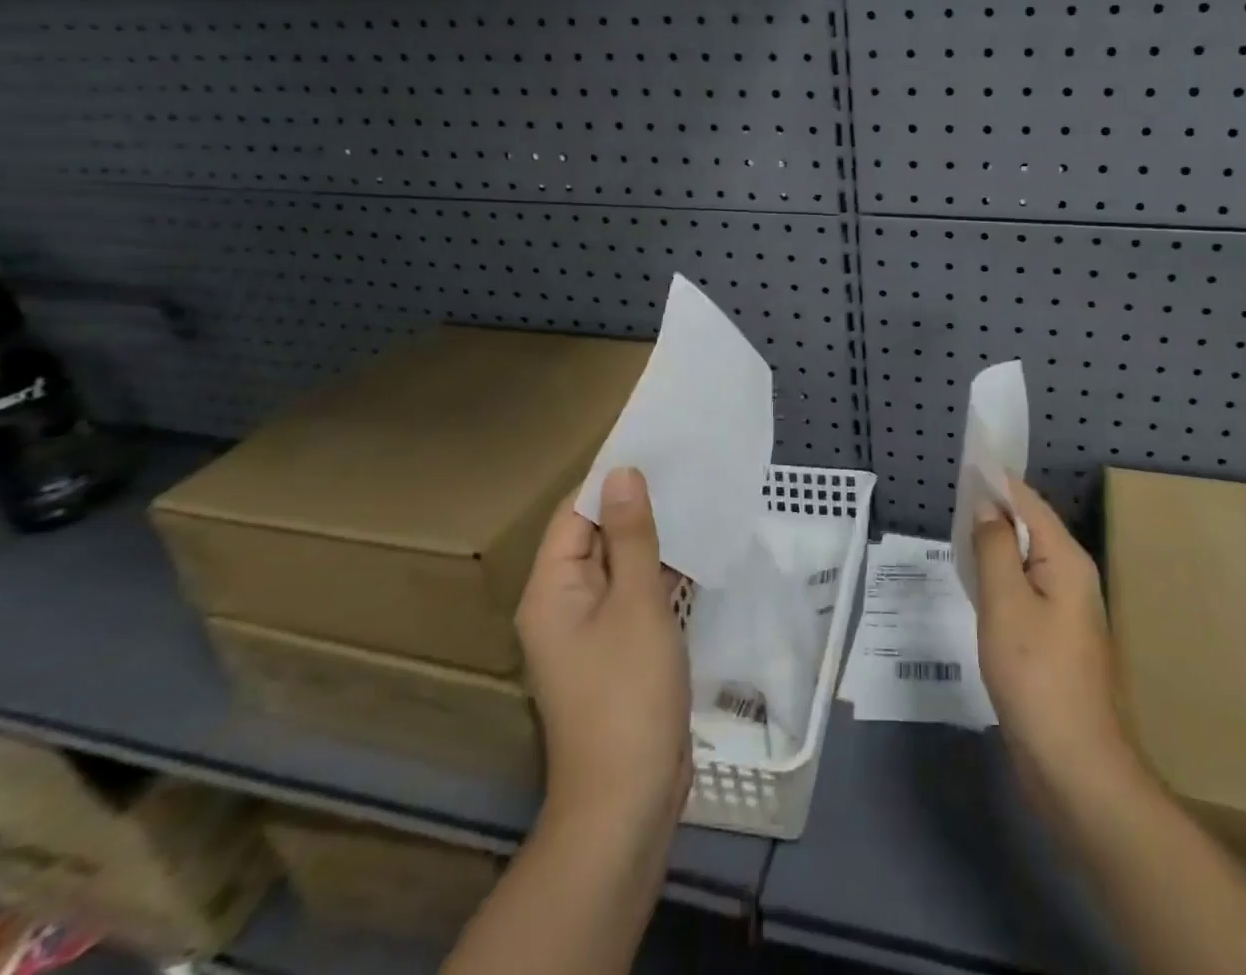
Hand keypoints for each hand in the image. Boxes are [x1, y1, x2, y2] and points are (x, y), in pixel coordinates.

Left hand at [517, 468, 691, 837]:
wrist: (628, 796)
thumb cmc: (628, 691)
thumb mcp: (636, 602)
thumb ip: (632, 535)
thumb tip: (622, 473)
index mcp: (550, 588)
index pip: (575, 514)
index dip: (610, 481)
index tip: (653, 448)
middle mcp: (563, 602)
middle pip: (596, 536)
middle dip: (636, 506)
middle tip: (684, 468)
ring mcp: (591, 629)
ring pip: (619, 565)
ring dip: (651, 538)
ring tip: (695, 498)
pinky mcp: (618, 649)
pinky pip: (634, 594)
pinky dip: (659, 572)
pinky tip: (695, 551)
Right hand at [973, 479, 1133, 809]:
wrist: (1075, 765)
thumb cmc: (1036, 676)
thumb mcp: (1005, 604)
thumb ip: (994, 548)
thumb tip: (987, 506)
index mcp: (1066, 559)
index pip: (1029, 502)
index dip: (997, 480)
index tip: (966, 464)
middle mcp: (1072, 575)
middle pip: (1030, 527)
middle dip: (994, 510)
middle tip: (954, 501)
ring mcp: (1066, 609)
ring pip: (1026, 559)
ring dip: (995, 543)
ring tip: (959, 532)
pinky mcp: (1055, 636)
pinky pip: (1025, 588)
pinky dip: (1000, 575)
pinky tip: (977, 582)